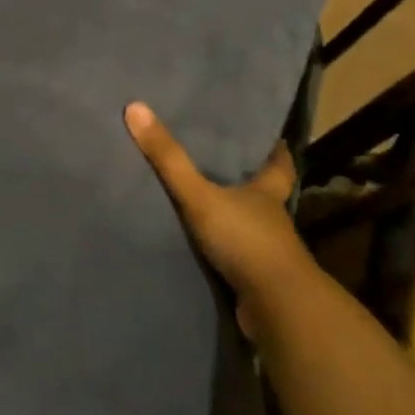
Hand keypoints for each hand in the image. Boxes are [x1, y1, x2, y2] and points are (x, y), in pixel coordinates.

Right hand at [124, 102, 306, 341]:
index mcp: (266, 193)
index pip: (279, 165)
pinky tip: (203, 248)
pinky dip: (224, 251)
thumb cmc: (245, 240)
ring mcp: (267, 252)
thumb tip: (135, 107)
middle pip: (264, 194)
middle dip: (250, 182)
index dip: (276, 151)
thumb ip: (169, 158)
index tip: (273, 137)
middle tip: (226, 163)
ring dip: (234, 218)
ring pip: (250, 226)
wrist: (276, 308)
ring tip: (206, 203)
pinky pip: (237, 258)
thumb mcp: (200, 195)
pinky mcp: (256, 280)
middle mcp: (271, 219)